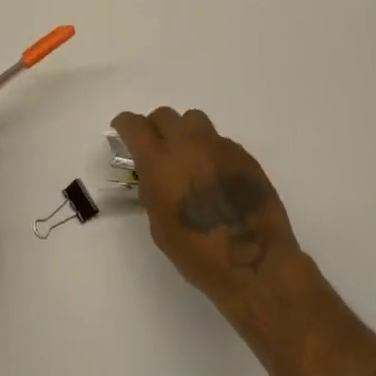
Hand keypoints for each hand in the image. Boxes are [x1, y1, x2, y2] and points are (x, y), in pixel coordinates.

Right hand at [112, 107, 300, 308]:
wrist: (253, 260)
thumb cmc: (198, 253)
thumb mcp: (159, 226)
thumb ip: (153, 191)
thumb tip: (156, 177)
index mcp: (160, 162)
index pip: (135, 125)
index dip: (125, 124)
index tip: (122, 130)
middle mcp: (188, 144)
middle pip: (164, 115)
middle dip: (155, 128)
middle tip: (156, 148)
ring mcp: (218, 146)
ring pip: (194, 120)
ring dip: (184, 132)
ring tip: (188, 156)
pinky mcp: (242, 154)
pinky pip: (219, 141)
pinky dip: (210, 151)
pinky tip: (215, 176)